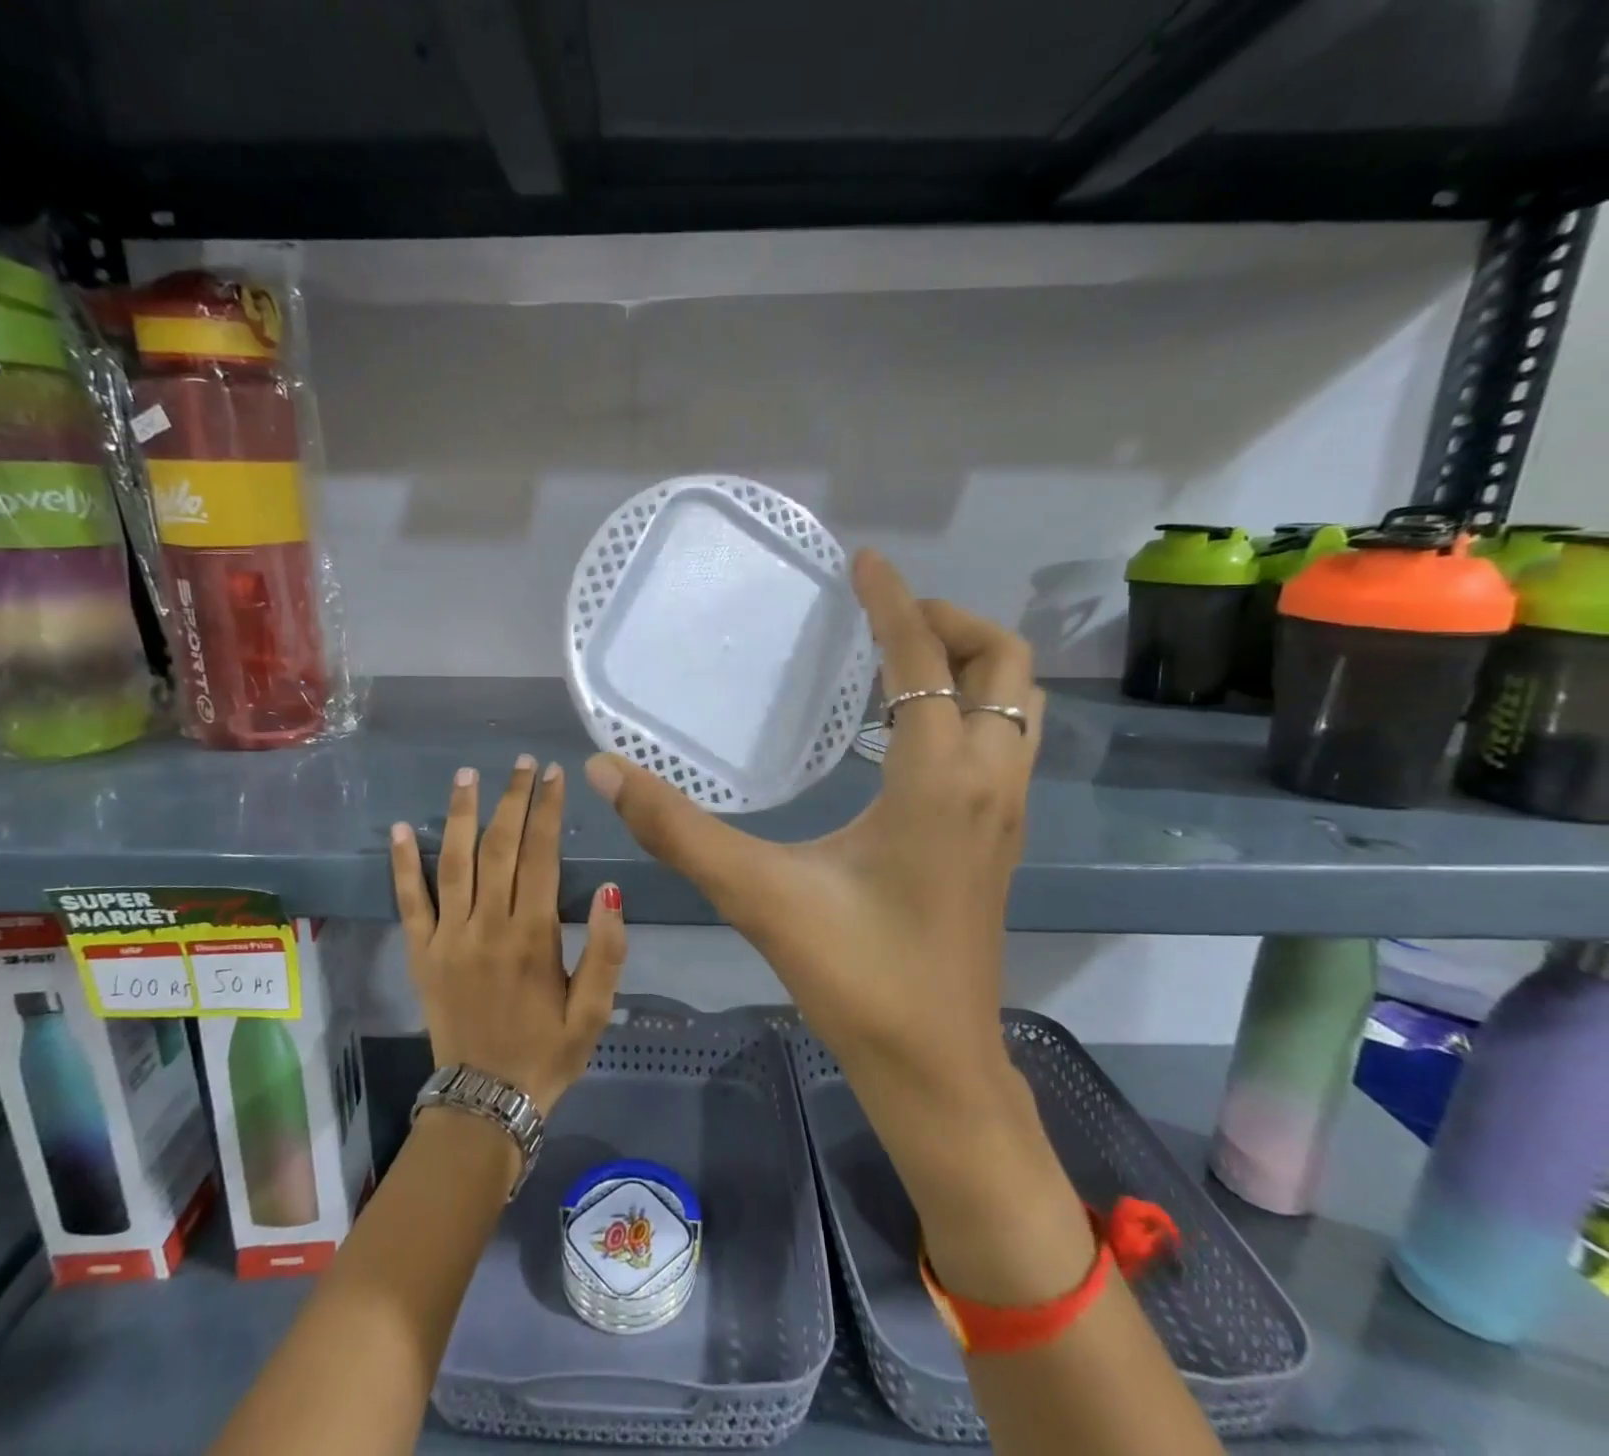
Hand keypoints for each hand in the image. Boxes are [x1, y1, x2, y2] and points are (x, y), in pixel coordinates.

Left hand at [391, 756, 627, 1115]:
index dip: (547, 810)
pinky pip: (409, 902)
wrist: (486, 1101)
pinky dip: (404, 864)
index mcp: (533, 936)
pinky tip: (402, 828)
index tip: (553, 774)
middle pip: (499, 847)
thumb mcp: (595, 1010)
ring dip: (461, 814)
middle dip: (512, 799)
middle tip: (522, 763)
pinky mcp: (421, 954)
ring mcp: (448, 938)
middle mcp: (488, 926)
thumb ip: (608, 951)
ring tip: (468, 775)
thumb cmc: (548, 1052)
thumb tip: (611, 891)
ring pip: (454, 862)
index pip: (541, 855)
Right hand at [585, 549, 1038, 1095]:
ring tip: (899, 662)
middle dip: (951, 621)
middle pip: (1005, 663)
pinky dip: (971, 708)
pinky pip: (1006, 741)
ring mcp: (1007, 811)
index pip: (923, 659)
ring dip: (970, 663)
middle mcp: (989, 781)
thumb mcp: (757, 893)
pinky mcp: (1002, 839)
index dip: (893, 600)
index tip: (863, 561)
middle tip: (884, 619)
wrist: (935, 1066)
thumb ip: (678, 829)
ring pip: (1018, 703)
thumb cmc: (855, 977)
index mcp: (939, 779)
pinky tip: (909, 735)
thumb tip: (607, 770)